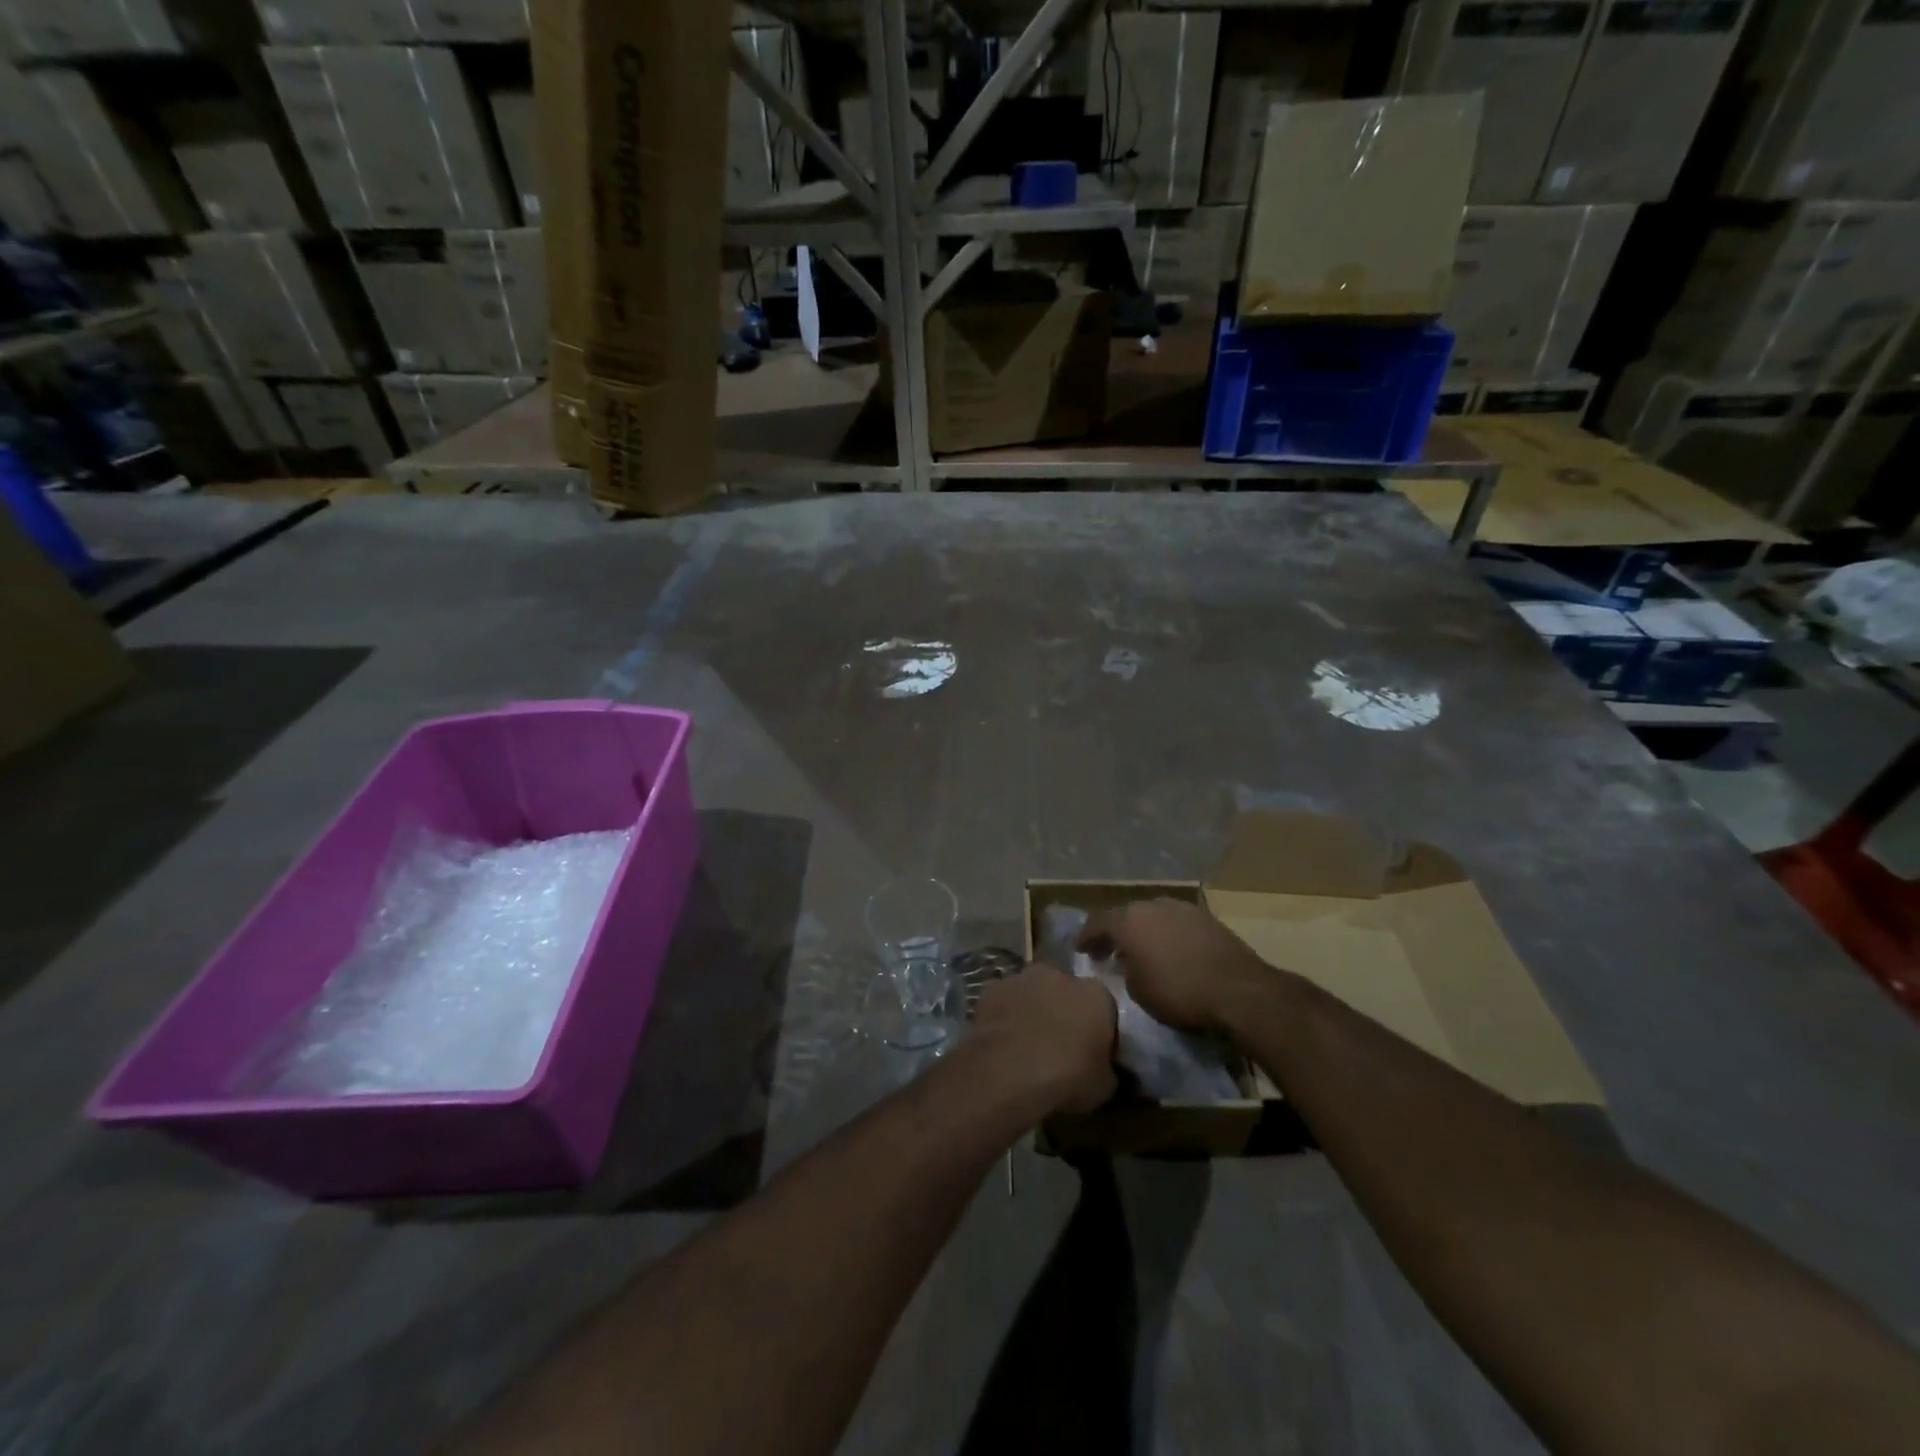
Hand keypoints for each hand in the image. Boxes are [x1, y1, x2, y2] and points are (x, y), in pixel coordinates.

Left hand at [969, 966, 1116, 1114]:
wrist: (1008, 1072)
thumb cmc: (1066, 1077)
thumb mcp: (1103, 1086)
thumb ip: (1107, 1069)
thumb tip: (1103, 1070)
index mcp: (1095, 994)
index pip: (1104, 1007)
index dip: (1098, 1030)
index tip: (1092, 1053)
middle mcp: (1059, 975)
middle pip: (1066, 992)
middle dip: (1063, 1012)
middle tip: (1058, 1046)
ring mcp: (1021, 978)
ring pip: (1033, 993)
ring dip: (1033, 1011)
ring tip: (1027, 1047)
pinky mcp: (991, 988)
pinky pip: (1004, 1002)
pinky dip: (1005, 1016)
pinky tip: (1002, 1044)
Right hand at [1083, 899, 1267, 1035]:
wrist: (1238, 989)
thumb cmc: (1179, 992)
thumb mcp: (1138, 991)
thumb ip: (1125, 970)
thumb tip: (1127, 963)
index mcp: (1128, 920)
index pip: (1097, 923)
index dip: (1086, 937)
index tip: (1079, 948)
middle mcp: (1152, 905)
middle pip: (1125, 915)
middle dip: (1115, 932)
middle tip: (1109, 950)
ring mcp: (1181, 907)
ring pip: (1152, 916)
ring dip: (1144, 931)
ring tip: (1141, 950)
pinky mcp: (1206, 917)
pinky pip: (1175, 922)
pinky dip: (1166, 933)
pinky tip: (1169, 950)